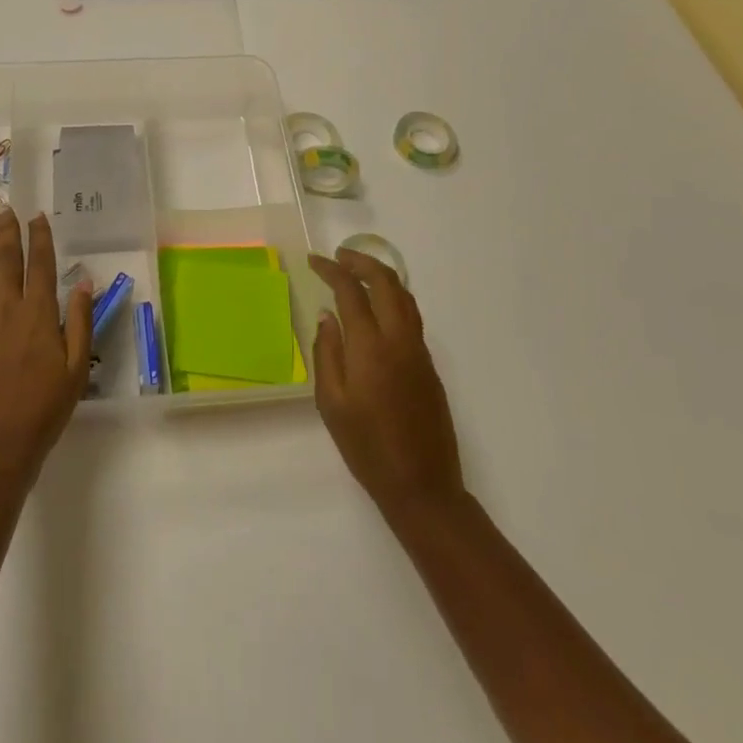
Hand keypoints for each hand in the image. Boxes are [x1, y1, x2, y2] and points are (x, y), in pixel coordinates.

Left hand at [0, 210, 93, 492]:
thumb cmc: (43, 410)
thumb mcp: (76, 368)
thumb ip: (80, 321)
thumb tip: (82, 281)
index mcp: (38, 314)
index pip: (40, 265)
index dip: (40, 238)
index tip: (38, 217)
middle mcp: (5, 309)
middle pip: (7, 262)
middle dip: (8, 233)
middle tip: (6, 211)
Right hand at [309, 248, 464, 515]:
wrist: (422, 485)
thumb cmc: (367, 448)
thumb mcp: (331, 404)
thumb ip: (327, 353)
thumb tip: (327, 316)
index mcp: (370, 347)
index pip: (351, 292)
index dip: (332, 270)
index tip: (314, 260)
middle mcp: (399, 339)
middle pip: (385, 282)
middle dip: (361, 262)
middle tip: (339, 256)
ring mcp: (418, 350)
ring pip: (404, 296)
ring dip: (381, 276)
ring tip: (358, 272)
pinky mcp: (429, 365)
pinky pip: (411, 315)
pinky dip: (393, 297)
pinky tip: (378, 307)